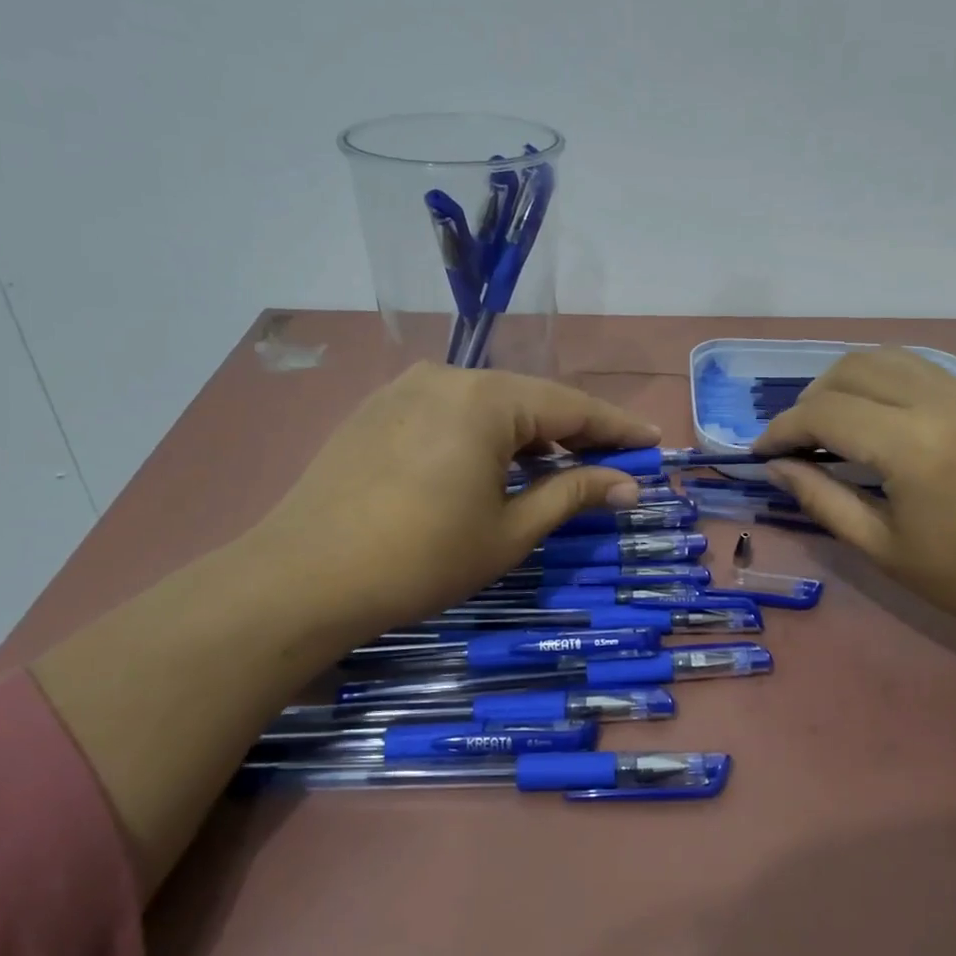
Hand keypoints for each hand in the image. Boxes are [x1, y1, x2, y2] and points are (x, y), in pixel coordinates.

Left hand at [252, 363, 659, 640]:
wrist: (302, 579)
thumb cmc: (421, 558)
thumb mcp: (510, 531)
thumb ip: (573, 494)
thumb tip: (628, 485)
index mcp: (486, 399)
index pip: (572, 406)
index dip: (617, 427)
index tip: (653, 442)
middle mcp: (447, 376)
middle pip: (530, 400)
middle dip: (574, 432)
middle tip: (613, 461)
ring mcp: (405, 389)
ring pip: (489, 405)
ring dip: (528, 435)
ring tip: (558, 468)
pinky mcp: (377, 410)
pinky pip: (451, 412)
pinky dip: (485, 435)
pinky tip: (494, 466)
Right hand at [753, 347, 955, 671]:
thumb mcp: (886, 551)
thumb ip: (824, 500)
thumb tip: (778, 468)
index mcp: (912, 445)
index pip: (824, 412)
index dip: (781, 429)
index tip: (760, 454)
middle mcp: (939, 401)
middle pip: (850, 369)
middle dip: (809, 400)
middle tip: (793, 444)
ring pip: (886, 357)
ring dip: (844, 382)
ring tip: (828, 426)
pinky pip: (919, 368)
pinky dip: (881, 380)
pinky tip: (875, 418)